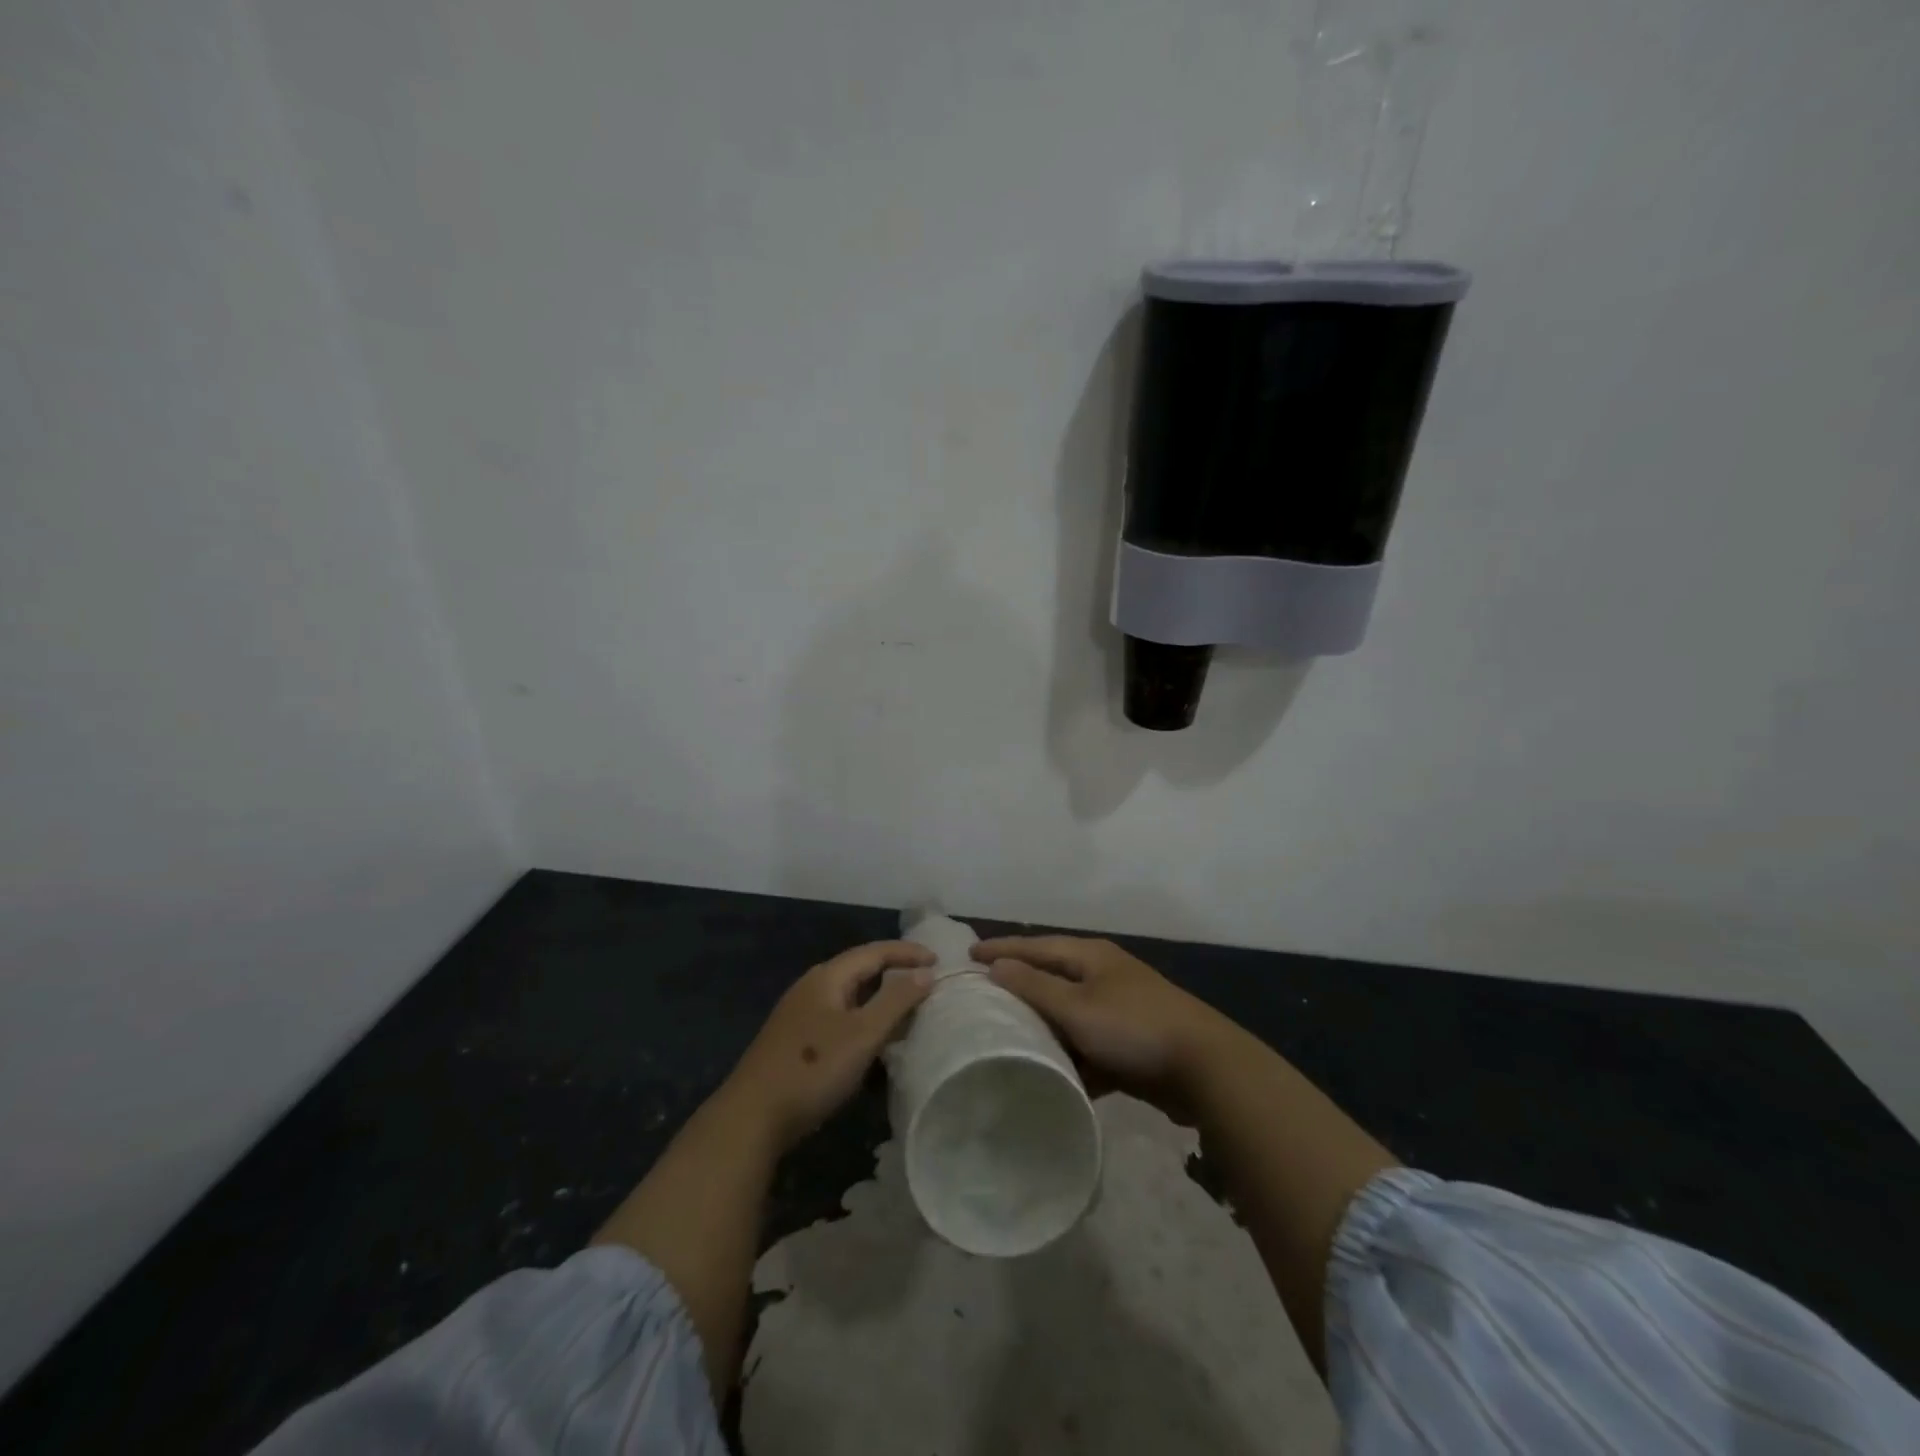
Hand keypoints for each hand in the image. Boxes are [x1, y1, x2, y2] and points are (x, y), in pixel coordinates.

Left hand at [720, 940, 935, 1151]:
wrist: (752, 1117)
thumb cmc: (813, 1068)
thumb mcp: (863, 1034)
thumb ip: (896, 1001)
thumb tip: (926, 973)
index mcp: (828, 977)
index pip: (875, 952)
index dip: (907, 952)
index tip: (939, 960)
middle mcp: (812, 987)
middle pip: (860, 969)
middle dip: (894, 972)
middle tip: (926, 981)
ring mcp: (800, 1014)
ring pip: (850, 996)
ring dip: (880, 998)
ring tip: (908, 1009)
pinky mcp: (796, 1040)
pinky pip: (840, 1017)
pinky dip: (864, 1019)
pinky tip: (874, 1040)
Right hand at [972, 935, 1231, 1118]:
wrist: (1205, 1069)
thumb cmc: (1134, 1027)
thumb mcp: (1077, 1007)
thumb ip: (1035, 987)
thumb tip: (997, 965)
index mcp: (1091, 957)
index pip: (1036, 946)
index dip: (1002, 949)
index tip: (968, 954)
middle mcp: (1104, 977)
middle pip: (1053, 978)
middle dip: (1021, 987)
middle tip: (984, 995)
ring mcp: (1120, 1011)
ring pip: (1070, 1016)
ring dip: (1045, 1028)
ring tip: (1008, 1039)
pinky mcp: (1131, 1046)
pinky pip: (1090, 1048)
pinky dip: (1072, 1059)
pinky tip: (1052, 1077)